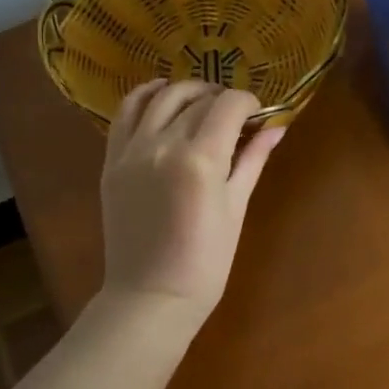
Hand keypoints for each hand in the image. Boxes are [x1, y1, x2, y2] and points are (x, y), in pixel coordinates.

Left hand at [99, 80, 284, 319]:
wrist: (150, 297)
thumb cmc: (205, 262)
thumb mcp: (236, 208)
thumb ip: (253, 160)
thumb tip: (277, 128)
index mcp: (200, 159)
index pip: (229, 105)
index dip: (248, 102)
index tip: (258, 114)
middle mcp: (163, 144)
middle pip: (198, 99)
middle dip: (223, 99)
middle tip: (236, 116)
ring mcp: (132, 151)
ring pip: (162, 96)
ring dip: (188, 91)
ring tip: (203, 102)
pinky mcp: (112, 160)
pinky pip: (125, 113)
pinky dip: (145, 96)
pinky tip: (160, 94)